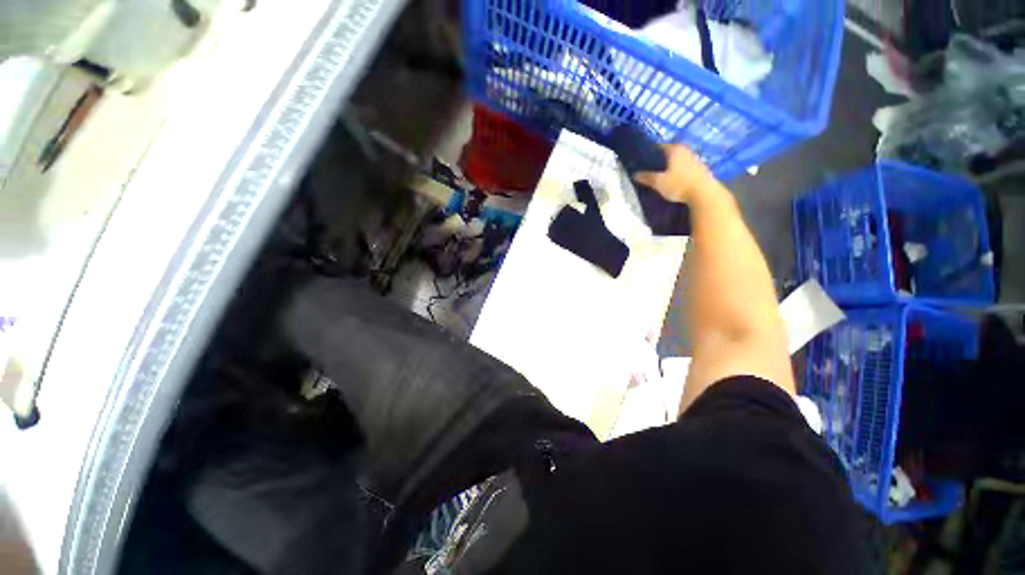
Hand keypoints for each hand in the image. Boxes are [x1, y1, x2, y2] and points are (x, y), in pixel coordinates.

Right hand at [634, 145, 714, 204]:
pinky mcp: (700, 168)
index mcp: (674, 149)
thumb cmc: (678, 184)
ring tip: (661, 175)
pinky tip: (674, 180)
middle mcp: (685, 150)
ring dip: (670, 166)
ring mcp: (695, 159)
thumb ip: (646, 177)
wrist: (703, 193)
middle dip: (660, 160)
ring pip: (678, 160)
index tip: (642, 161)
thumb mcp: (658, 182)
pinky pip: (685, 167)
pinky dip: (678, 171)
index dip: (650, 153)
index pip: (659, 147)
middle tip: (650, 169)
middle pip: (669, 153)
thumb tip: (634, 174)